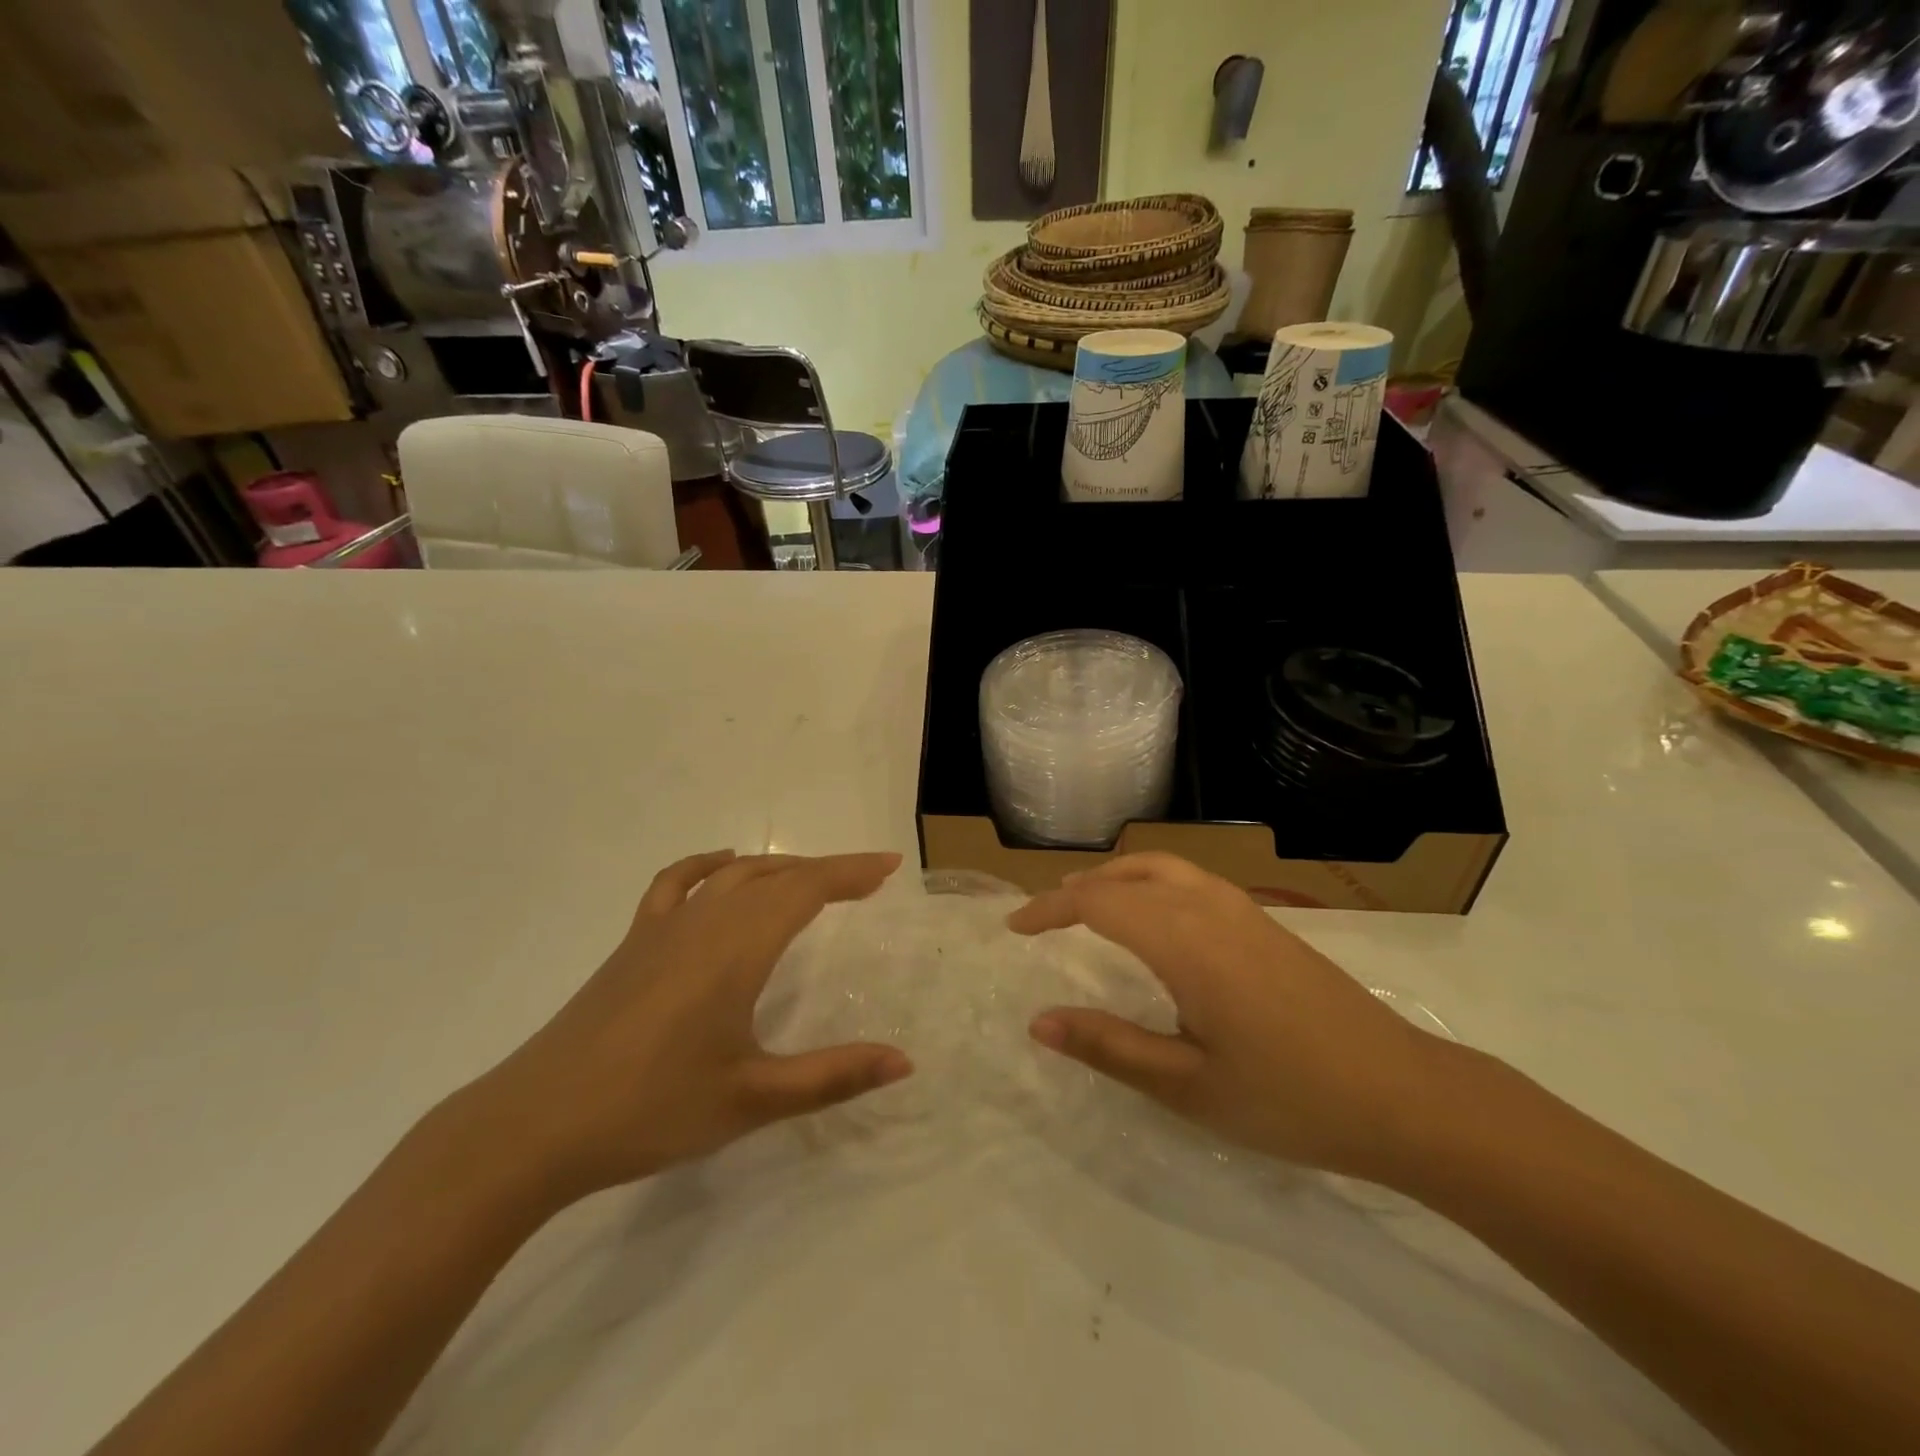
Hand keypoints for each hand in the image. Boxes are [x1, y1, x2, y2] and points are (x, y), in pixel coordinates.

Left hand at [460, 851, 912, 1207]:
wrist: (533, 1126)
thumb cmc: (650, 1110)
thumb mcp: (752, 1099)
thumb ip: (832, 1076)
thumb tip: (904, 1062)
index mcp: (736, 949)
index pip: (806, 889)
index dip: (851, 872)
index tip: (890, 865)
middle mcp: (704, 923)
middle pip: (776, 875)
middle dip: (826, 871)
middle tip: (867, 881)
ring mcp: (662, 929)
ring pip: (733, 876)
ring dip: (780, 869)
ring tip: (812, 881)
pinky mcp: (633, 944)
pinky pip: (677, 884)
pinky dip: (709, 867)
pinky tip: (723, 870)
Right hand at [1009, 853, 1459, 1178]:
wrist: (1405, 1096)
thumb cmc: (1290, 1098)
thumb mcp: (1188, 1086)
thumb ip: (1110, 1048)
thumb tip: (1039, 1022)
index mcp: (1185, 942)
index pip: (1098, 902)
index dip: (1050, 909)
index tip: (1015, 928)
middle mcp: (1210, 909)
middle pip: (1129, 873)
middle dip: (1079, 887)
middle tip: (1043, 916)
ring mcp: (1244, 911)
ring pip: (1164, 868)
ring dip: (1117, 877)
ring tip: (1088, 903)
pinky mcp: (1267, 923)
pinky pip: (1192, 881)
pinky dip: (1152, 883)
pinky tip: (1154, 921)